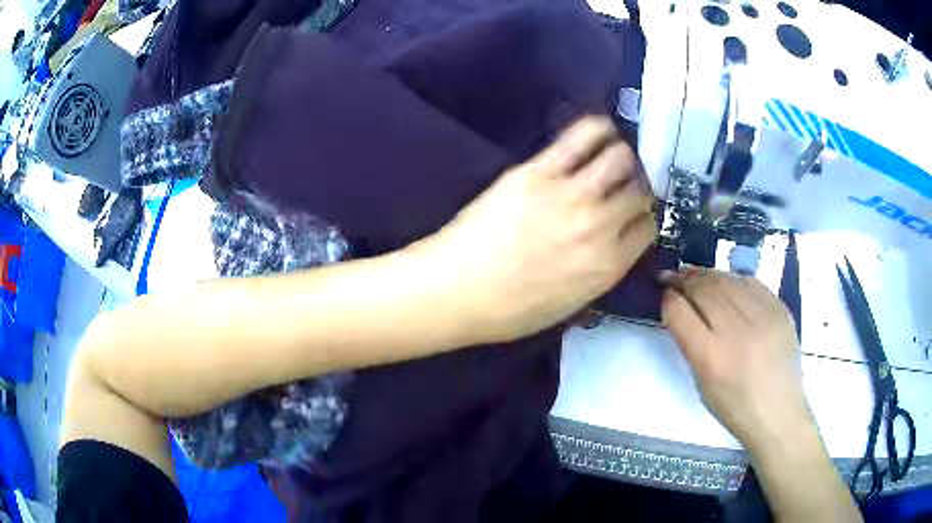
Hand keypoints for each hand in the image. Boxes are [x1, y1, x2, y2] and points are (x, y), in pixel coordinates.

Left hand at [420, 116, 655, 343]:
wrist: (457, 291)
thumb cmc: (509, 310)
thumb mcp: (569, 305)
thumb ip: (599, 273)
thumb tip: (611, 247)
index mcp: (609, 265)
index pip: (647, 227)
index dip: (642, 217)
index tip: (633, 211)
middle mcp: (600, 226)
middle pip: (639, 191)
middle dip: (636, 185)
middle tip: (623, 181)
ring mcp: (572, 194)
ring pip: (620, 158)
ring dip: (623, 156)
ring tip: (613, 156)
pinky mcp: (540, 171)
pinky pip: (582, 137)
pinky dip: (598, 129)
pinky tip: (600, 130)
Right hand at [660, 268, 814, 450]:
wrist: (778, 412)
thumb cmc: (735, 407)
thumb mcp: (702, 383)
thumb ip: (690, 343)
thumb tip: (679, 308)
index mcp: (711, 358)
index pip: (680, 312)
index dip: (668, 298)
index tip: (664, 294)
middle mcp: (737, 331)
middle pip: (703, 289)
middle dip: (684, 279)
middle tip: (673, 276)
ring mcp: (762, 316)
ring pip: (726, 279)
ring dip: (706, 274)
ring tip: (695, 274)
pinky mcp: (779, 308)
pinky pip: (749, 282)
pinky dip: (732, 279)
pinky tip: (725, 283)